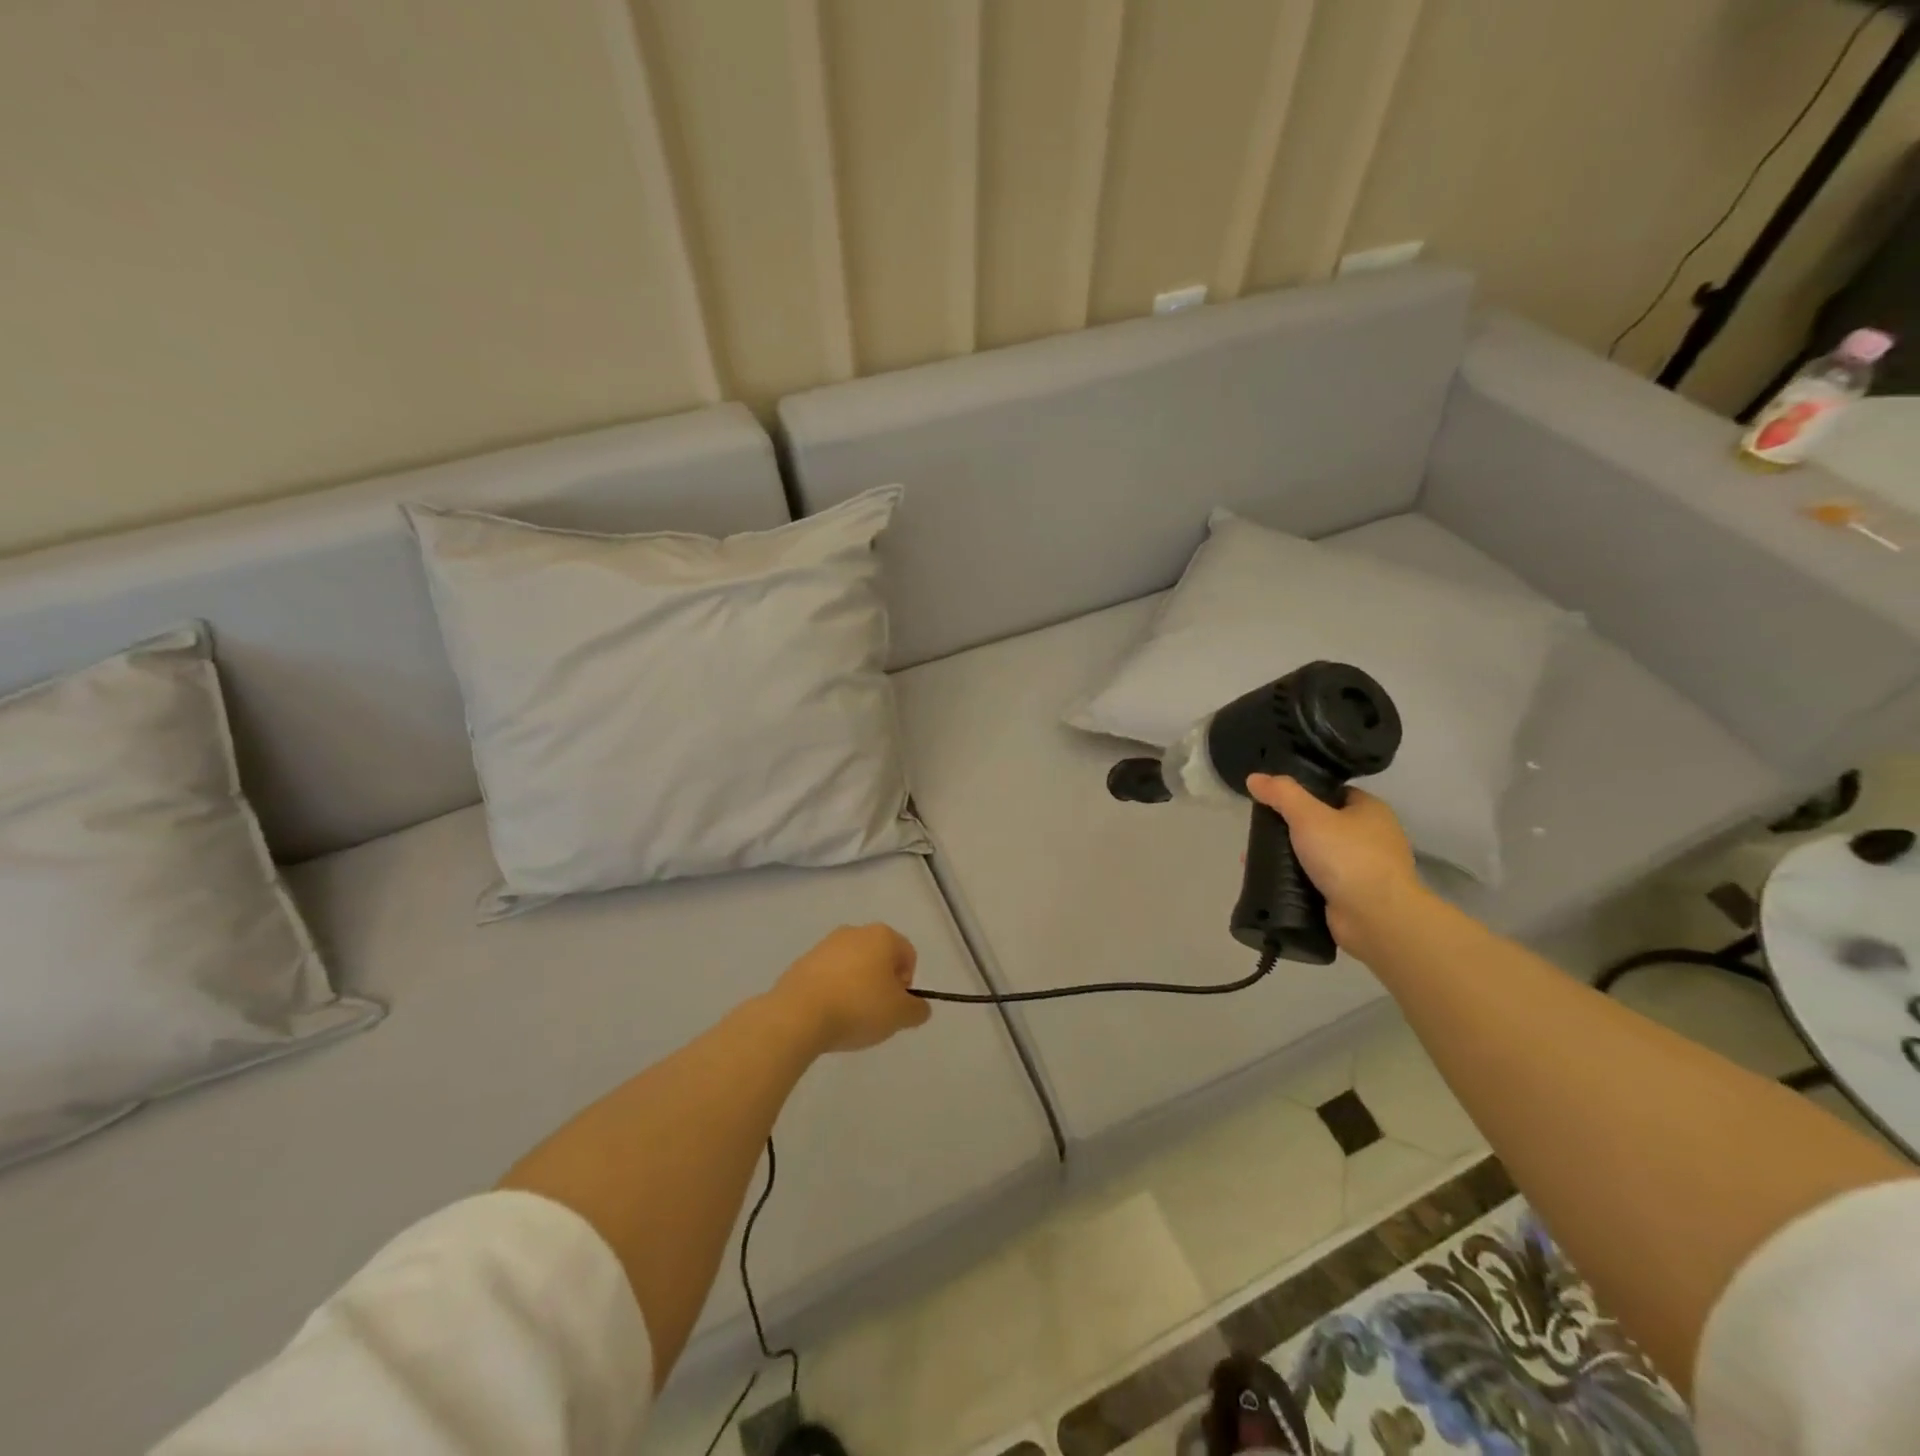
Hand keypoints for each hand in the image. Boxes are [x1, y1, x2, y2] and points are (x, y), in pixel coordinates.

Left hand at [771, 923, 930, 1053]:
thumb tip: (919, 1007)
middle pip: (879, 957)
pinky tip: (828, 1014)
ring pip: (852, 965)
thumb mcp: (899, 1015)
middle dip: (881, 983)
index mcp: (882, 936)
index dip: (907, 983)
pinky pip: (828, 976)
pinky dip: (833, 991)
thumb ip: (917, 1010)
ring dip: (856, 986)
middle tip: (876, 1012)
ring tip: (849, 1016)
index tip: (896, 1007)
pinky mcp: (802, 961)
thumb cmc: (858, 1007)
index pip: (908, 954)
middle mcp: (854, 932)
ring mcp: (825, 945)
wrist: (799, 1014)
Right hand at [1245, 775, 1424, 959]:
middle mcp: (1372, 838)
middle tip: (1259, 833)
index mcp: (1371, 811)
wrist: (1377, 918)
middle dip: (1288, 830)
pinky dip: (1294, 881)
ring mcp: (1363, 870)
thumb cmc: (1348, 857)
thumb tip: (1254, 778)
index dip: (1303, 793)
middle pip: (1321, 825)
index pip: (1333, 793)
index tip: (1273, 800)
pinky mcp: (1352, 897)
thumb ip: (1281, 794)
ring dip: (1288, 858)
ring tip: (1254, 859)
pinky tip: (1270, 882)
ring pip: (1316, 855)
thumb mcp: (1309, 816)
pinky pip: (1316, 882)